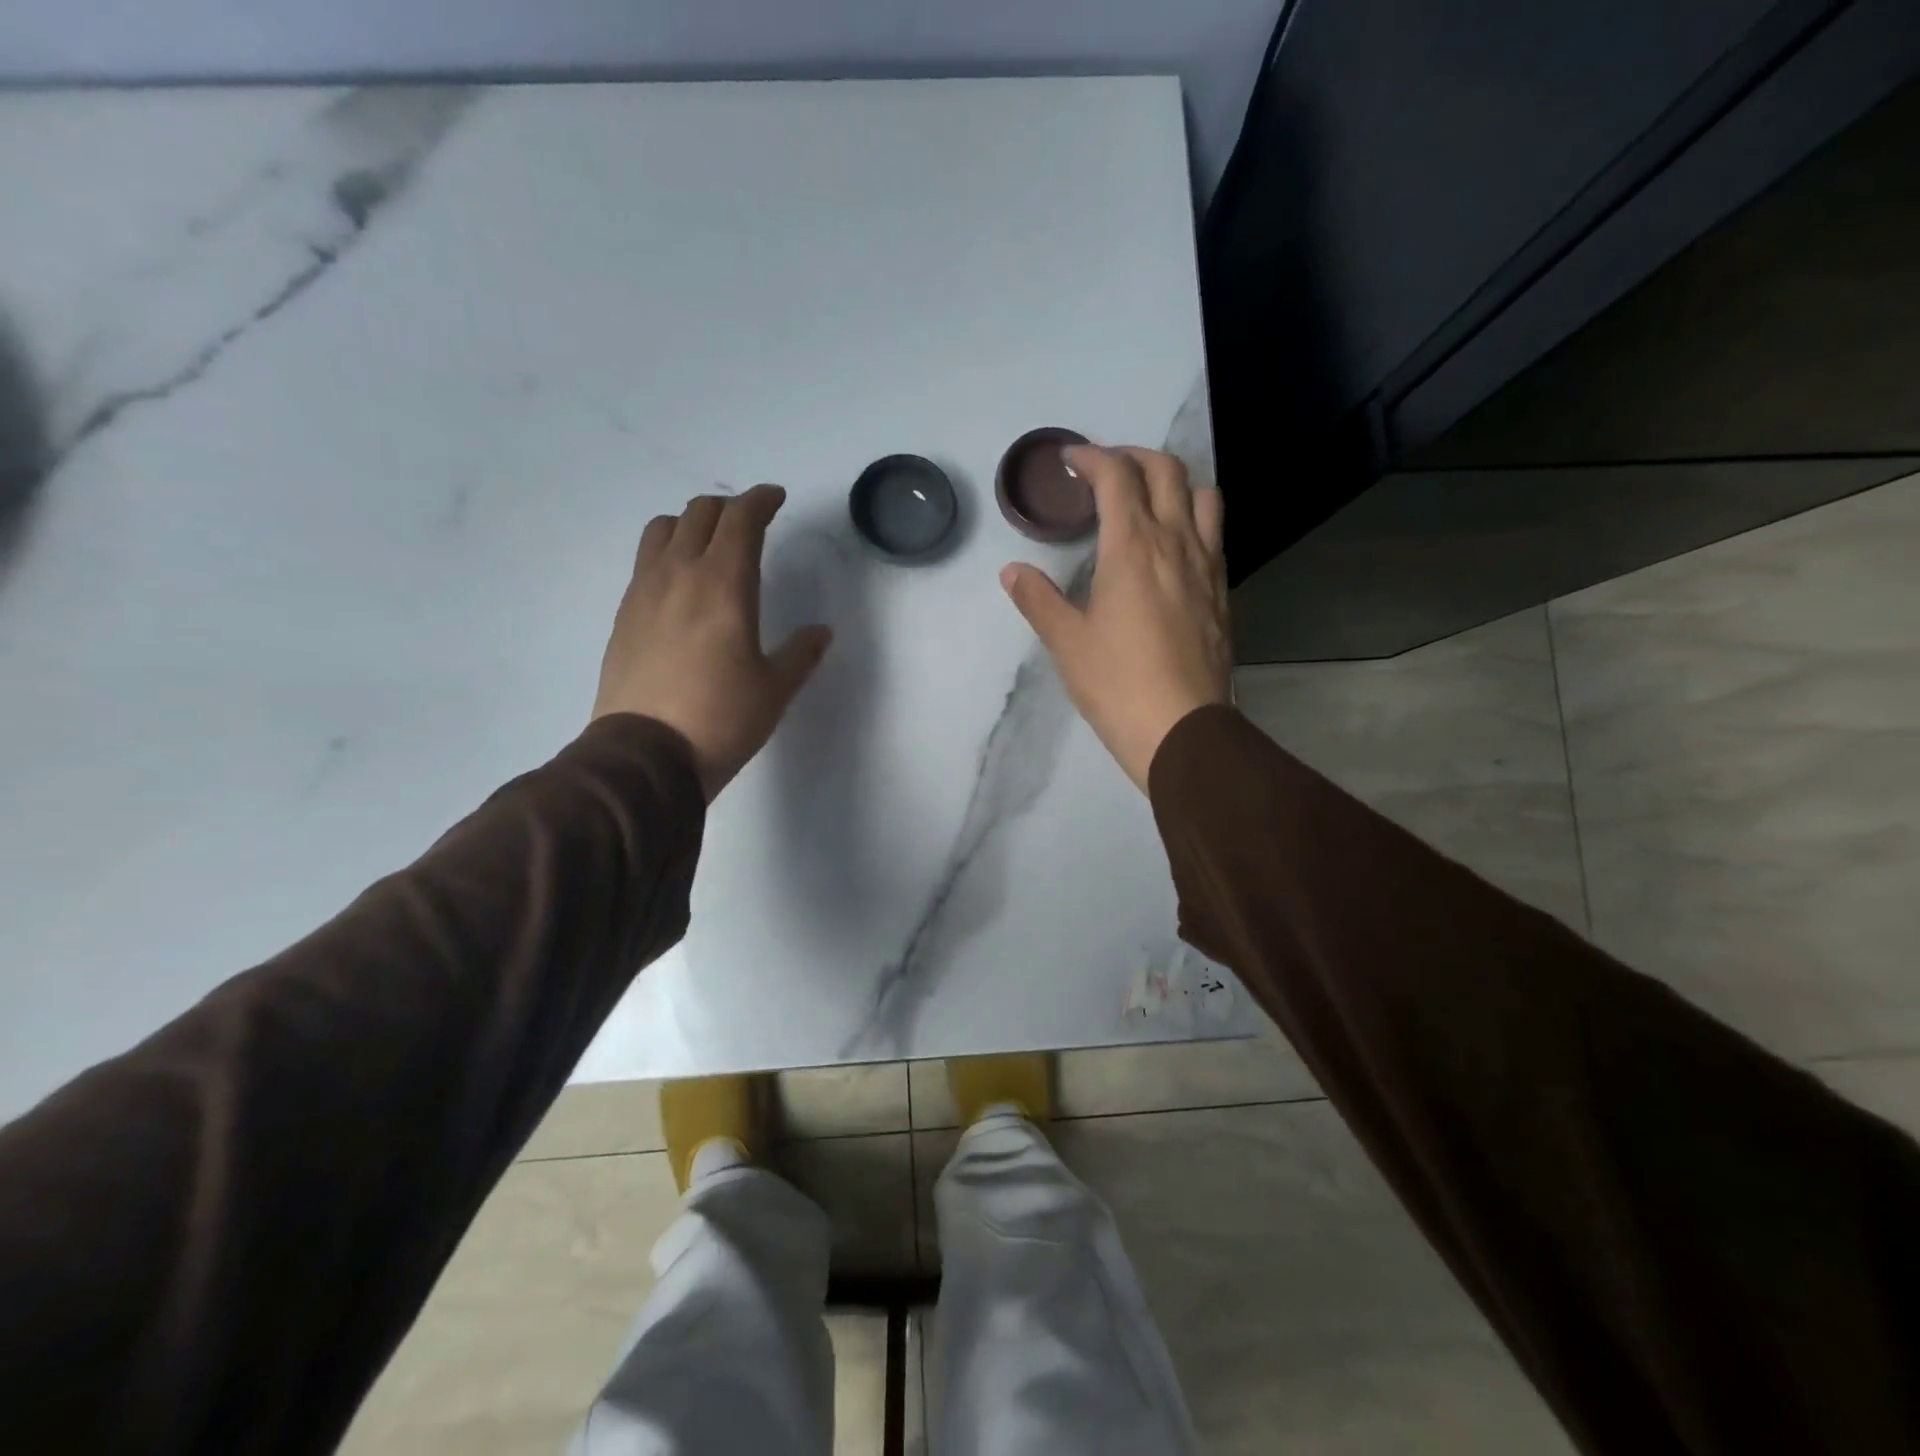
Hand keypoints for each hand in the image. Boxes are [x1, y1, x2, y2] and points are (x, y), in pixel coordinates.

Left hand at [593, 485, 831, 801]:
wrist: (644, 756)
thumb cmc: (721, 719)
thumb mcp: (775, 689)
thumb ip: (800, 653)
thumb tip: (820, 632)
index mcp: (724, 584)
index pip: (741, 520)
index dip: (761, 501)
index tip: (776, 498)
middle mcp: (679, 574)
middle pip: (699, 514)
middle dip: (728, 508)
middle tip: (749, 523)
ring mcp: (643, 591)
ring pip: (663, 529)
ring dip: (690, 524)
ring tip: (708, 544)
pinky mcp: (623, 615)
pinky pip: (645, 562)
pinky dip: (666, 553)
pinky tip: (679, 583)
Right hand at [1000, 445, 1229, 792]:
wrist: (1181, 728)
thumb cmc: (1116, 683)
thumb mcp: (1066, 642)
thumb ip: (1038, 599)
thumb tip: (1012, 571)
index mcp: (1132, 547)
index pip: (1116, 477)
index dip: (1092, 458)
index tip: (1070, 461)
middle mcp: (1175, 542)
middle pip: (1166, 471)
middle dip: (1133, 457)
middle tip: (1105, 471)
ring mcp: (1206, 566)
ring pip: (1202, 495)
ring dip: (1174, 482)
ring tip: (1148, 500)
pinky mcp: (1221, 592)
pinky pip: (1214, 534)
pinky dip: (1193, 519)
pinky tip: (1172, 547)